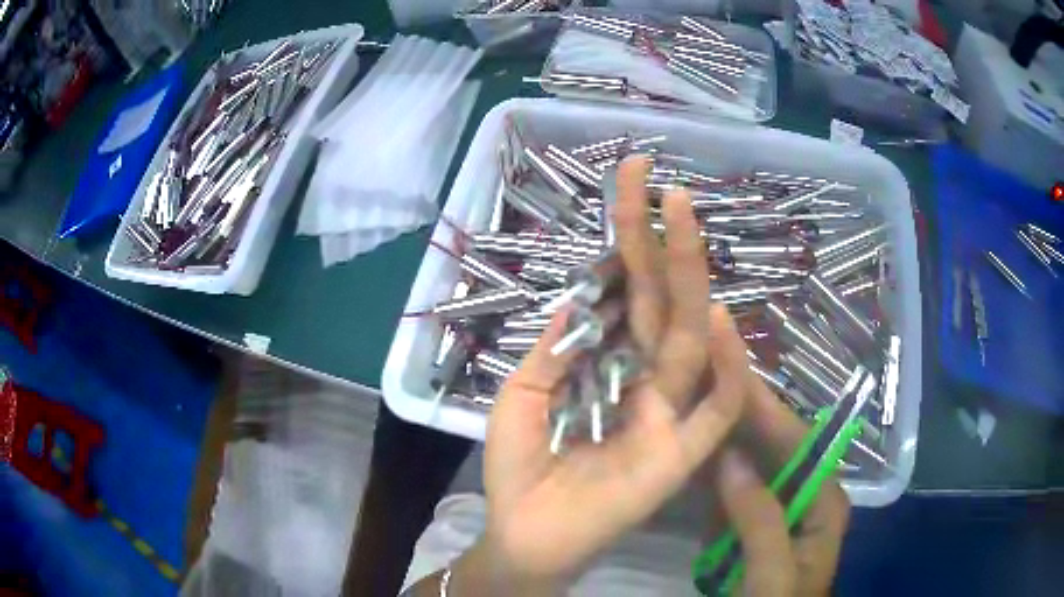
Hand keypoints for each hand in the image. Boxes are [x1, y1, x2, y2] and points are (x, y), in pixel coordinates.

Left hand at [475, 156, 749, 587]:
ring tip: (684, 219)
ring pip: (690, 338)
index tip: (627, 182)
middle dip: (662, 239)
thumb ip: (556, 344)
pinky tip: (714, 317)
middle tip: (662, 184)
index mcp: (608, 362)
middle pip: (659, 300)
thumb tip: (581, 289)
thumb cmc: (521, 465)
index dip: (626, 240)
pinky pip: (717, 408)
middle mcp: (645, 377)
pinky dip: (724, 367)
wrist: (527, 532)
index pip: (624, 289)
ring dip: (692, 279)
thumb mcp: (525, 391)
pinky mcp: (684, 452)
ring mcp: (669, 412)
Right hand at [713, 370, 850, 595]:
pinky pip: (733, 490)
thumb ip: (759, 518)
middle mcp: (804, 495)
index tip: (730, 369)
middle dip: (742, 413)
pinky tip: (691, 449)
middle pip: (773, 445)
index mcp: (823, 500)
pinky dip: (712, 470)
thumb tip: (731, 457)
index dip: (765, 406)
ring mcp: (776, 510)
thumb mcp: (772, 573)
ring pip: (751, 463)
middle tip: (704, 375)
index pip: (796, 440)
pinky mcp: (752, 525)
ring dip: (724, 434)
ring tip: (692, 401)